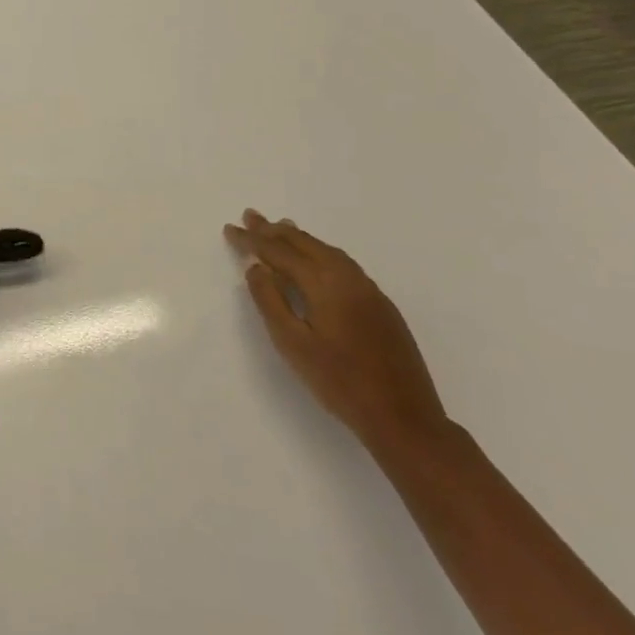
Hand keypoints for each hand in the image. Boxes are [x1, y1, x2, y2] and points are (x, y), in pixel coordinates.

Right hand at [224, 211, 449, 454]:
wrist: (404, 418)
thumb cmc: (339, 383)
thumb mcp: (292, 344)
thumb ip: (270, 301)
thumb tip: (256, 267)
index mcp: (325, 283)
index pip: (279, 252)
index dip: (252, 240)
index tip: (230, 229)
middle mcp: (348, 277)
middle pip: (305, 244)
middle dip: (274, 230)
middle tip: (250, 216)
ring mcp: (369, 290)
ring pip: (327, 251)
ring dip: (299, 238)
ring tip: (278, 228)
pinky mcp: (381, 305)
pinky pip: (342, 264)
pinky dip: (319, 252)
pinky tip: (314, 259)